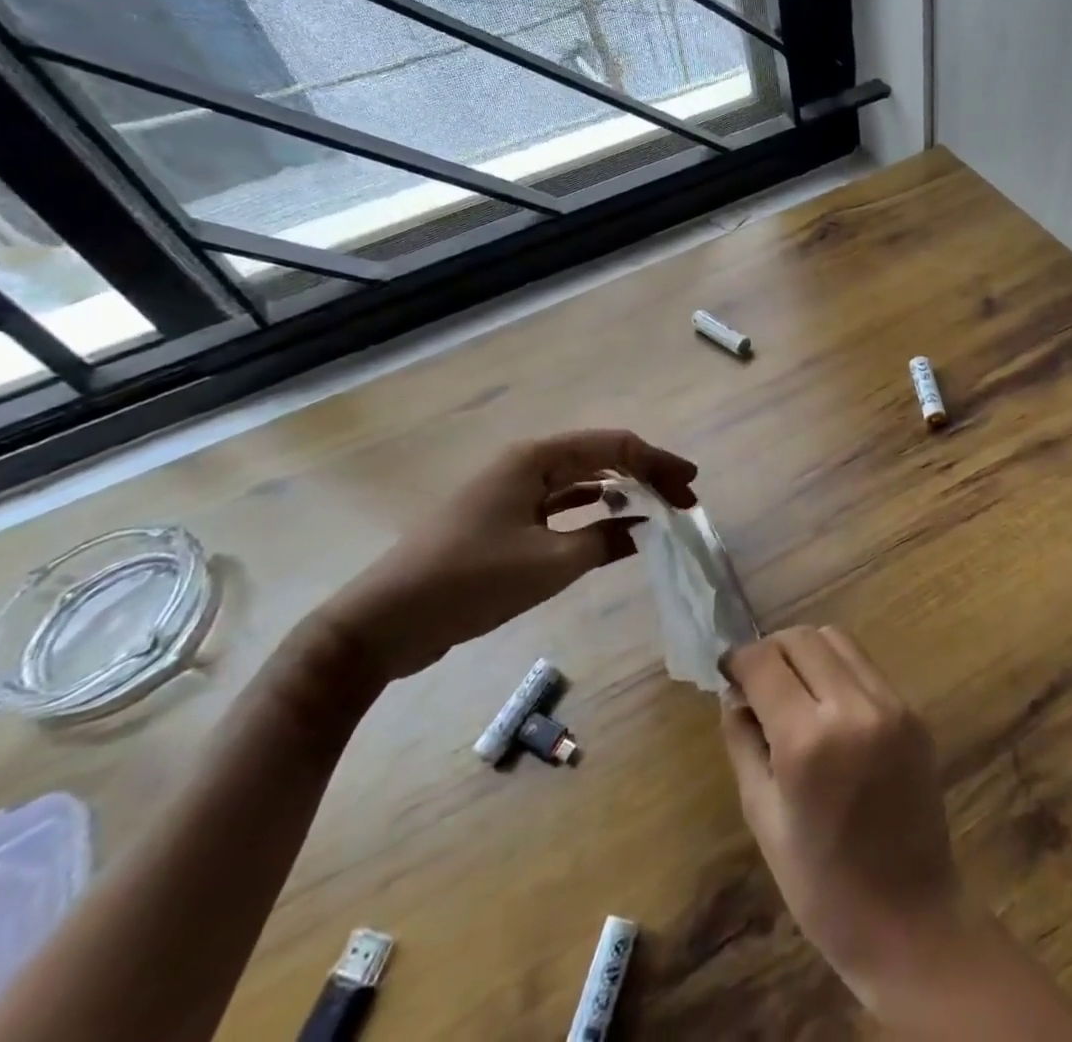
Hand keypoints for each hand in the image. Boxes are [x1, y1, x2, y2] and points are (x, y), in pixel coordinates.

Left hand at [320, 430, 696, 682]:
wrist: (381, 624)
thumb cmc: (470, 583)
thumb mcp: (550, 565)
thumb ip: (606, 540)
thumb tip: (645, 528)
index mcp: (536, 459)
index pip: (615, 447)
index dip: (659, 462)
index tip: (691, 485)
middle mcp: (526, 464)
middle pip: (601, 458)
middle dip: (646, 475)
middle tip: (682, 500)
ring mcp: (511, 490)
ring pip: (582, 479)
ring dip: (622, 492)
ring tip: (658, 510)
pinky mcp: (503, 518)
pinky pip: (561, 503)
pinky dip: (593, 510)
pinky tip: (615, 524)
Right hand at [721, 627, 964, 1007]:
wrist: (910, 920)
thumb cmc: (822, 886)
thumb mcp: (763, 817)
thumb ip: (744, 742)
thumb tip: (734, 693)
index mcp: (808, 741)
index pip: (765, 662)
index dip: (738, 659)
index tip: (726, 671)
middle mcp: (853, 707)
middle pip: (803, 638)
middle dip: (771, 649)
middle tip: (756, 680)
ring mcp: (891, 705)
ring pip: (838, 639)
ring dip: (806, 651)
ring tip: (792, 687)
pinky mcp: (913, 711)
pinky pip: (865, 667)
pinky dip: (838, 669)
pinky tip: (828, 705)